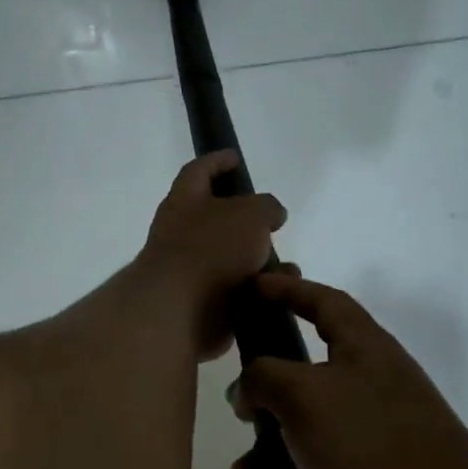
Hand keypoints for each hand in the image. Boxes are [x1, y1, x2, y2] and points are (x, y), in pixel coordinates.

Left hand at [135, 152, 286, 360]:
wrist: (181, 311)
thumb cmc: (212, 249)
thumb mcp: (250, 213)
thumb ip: (265, 207)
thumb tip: (270, 216)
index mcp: (184, 201)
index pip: (198, 171)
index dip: (216, 161)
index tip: (235, 157)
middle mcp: (182, 232)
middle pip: (215, 217)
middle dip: (244, 219)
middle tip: (271, 220)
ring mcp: (191, 270)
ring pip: (232, 257)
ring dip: (259, 260)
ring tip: (286, 266)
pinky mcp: (203, 302)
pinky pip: (237, 290)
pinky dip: (258, 290)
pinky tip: (278, 291)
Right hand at [227, 273, 467, 468]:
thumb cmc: (370, 442)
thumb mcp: (303, 394)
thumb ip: (262, 378)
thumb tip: (247, 391)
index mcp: (364, 349)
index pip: (324, 302)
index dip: (287, 289)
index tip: (253, 286)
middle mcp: (370, 387)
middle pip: (304, 378)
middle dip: (264, 401)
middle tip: (241, 416)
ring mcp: (374, 439)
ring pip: (303, 438)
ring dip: (266, 461)